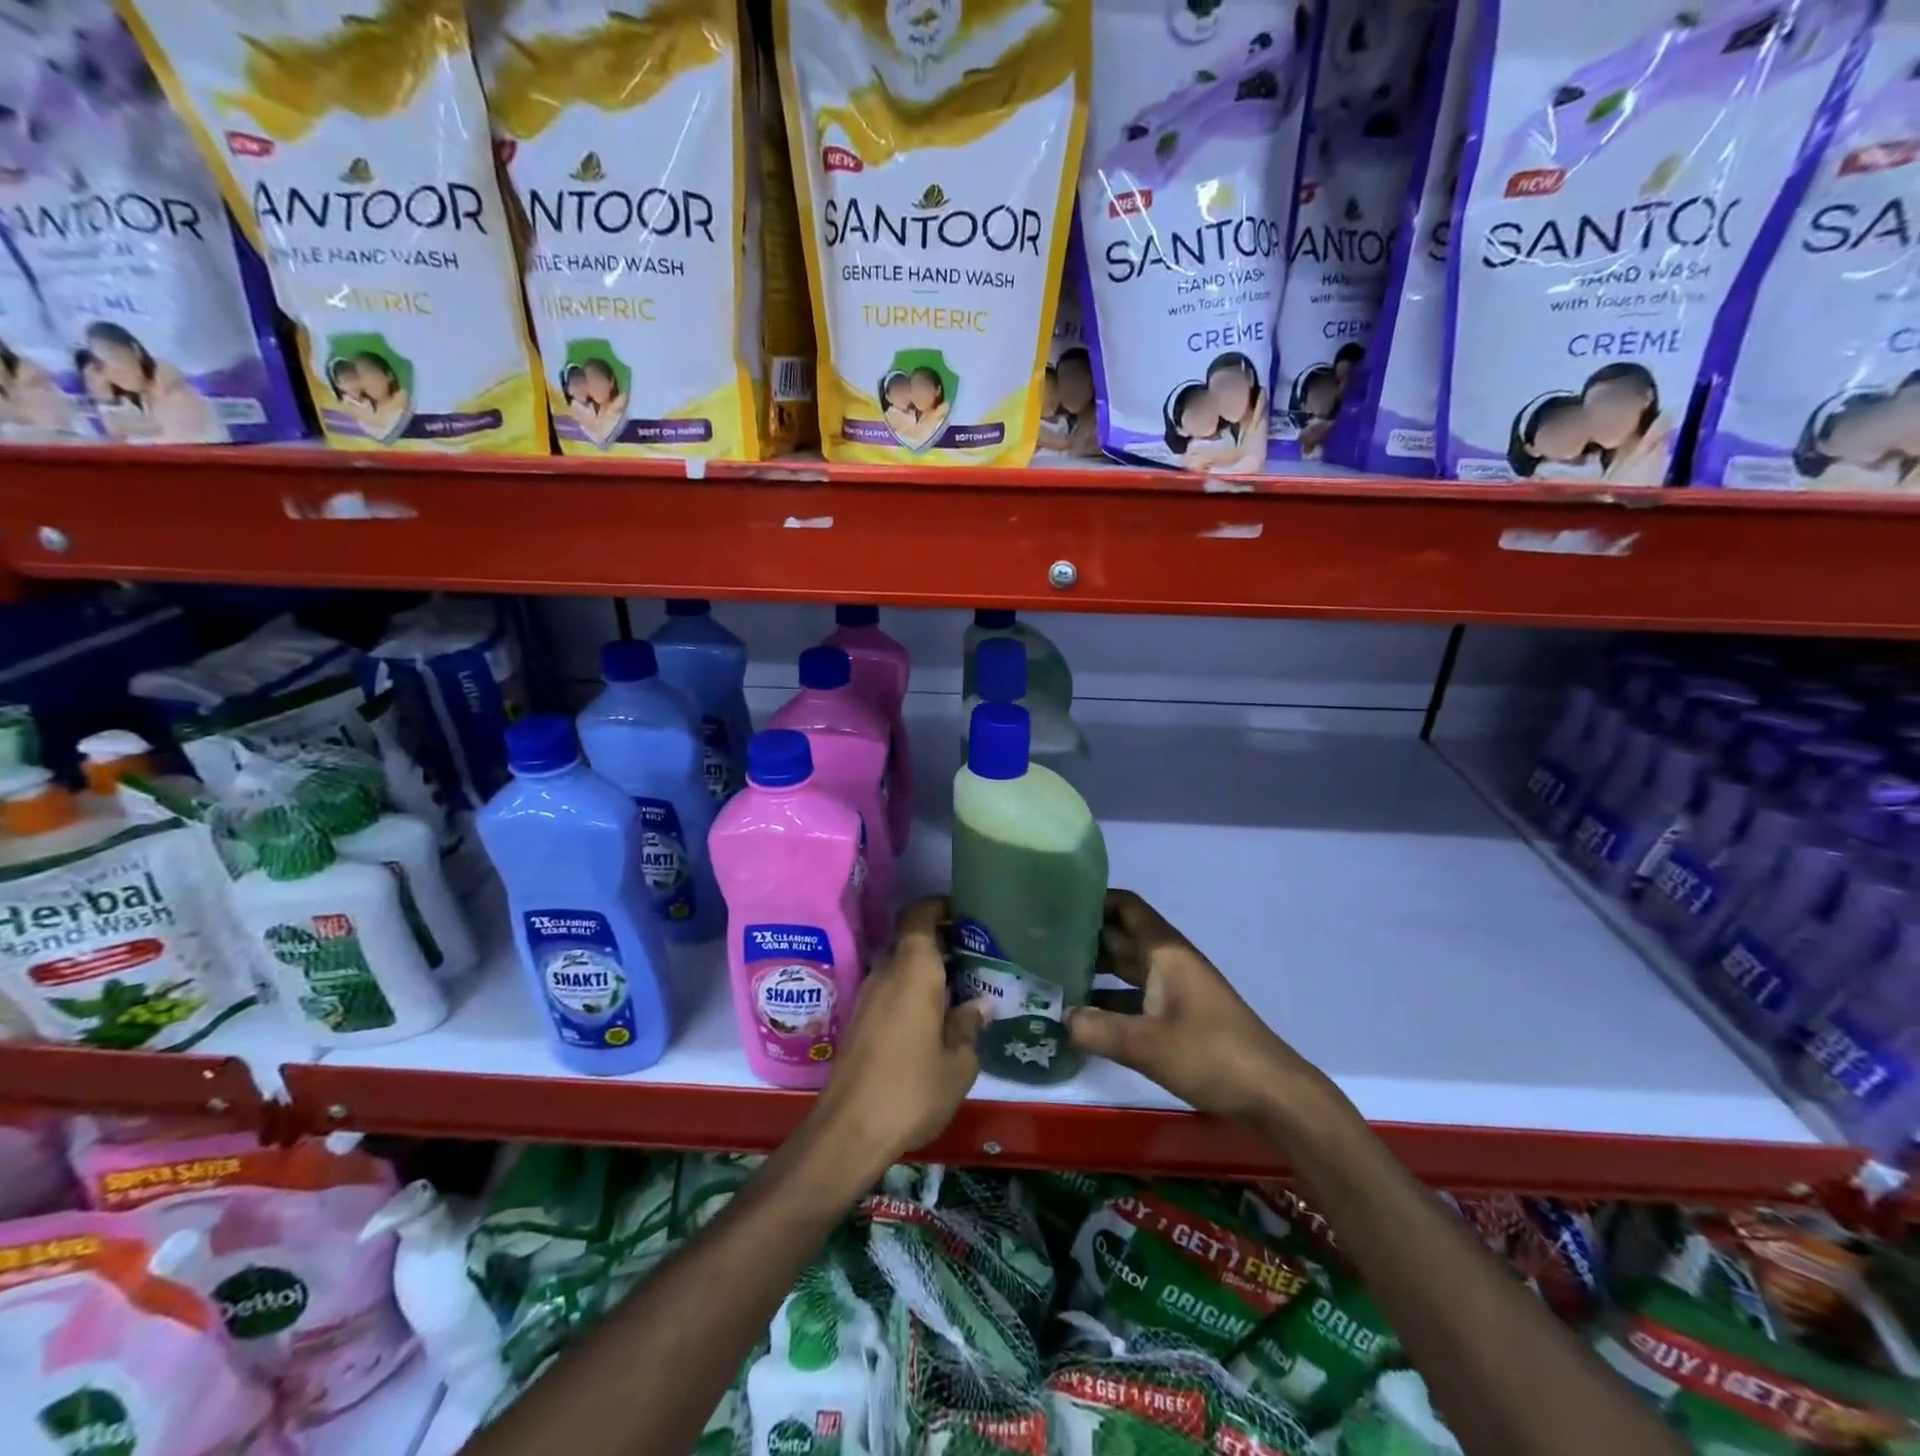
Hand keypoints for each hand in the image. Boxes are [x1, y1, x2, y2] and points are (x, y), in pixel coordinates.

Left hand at [810, 897, 986, 1172]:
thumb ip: (969, 1026)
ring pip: (900, 966)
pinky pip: (890, 989)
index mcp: (913, 969)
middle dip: (942, 942)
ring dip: (926, 970)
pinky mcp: (859, 1020)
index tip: (967, 915)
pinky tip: (934, 1018)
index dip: (941, 907)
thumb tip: (978, 1005)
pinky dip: (911, 991)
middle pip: (912, 940)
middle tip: (976, 956)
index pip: (920, 914)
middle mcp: (886, 971)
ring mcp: (868, 995)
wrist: (849, 1131)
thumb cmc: (911, 1089)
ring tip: (961, 988)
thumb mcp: (958, 1063)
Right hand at [1067, 889, 1322, 1120]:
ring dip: (1094, 972)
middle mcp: (1168, 962)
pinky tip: (1083, 1019)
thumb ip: (1097, 1030)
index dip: (1093, 899)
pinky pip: (1135, 998)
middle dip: (1083, 939)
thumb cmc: (1210, 1054)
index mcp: (1165, 952)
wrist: (1272, 1094)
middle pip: (1120, 937)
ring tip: (1051, 979)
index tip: (1055, 904)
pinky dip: (1110, 1003)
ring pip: (1126, 969)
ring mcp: (1175, 990)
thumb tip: (1059, 1018)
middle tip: (1039, 944)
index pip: (1125, 906)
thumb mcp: (1146, 1044)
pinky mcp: (1179, 1017)